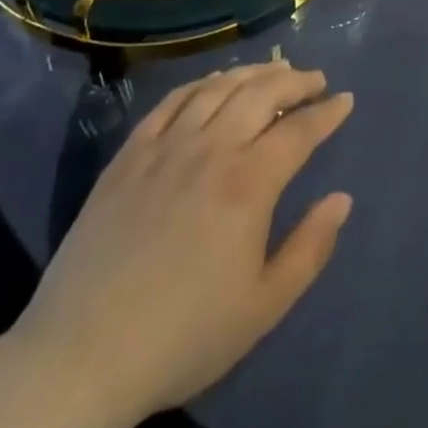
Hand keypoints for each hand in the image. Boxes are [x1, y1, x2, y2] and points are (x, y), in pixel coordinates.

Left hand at [13, 62, 353, 427]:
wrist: (82, 355)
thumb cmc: (184, 336)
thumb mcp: (264, 306)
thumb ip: (310, 247)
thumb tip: (341, 199)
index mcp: (249, 183)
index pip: (299, 130)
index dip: (327, 112)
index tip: (345, 100)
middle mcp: (211, 149)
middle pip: (261, 93)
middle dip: (296, 81)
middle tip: (315, 80)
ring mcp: (166, 146)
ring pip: (218, 88)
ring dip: (253, 73)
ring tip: (273, 72)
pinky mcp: (129, 155)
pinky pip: (171, 102)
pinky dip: (201, 84)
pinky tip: (213, 85)